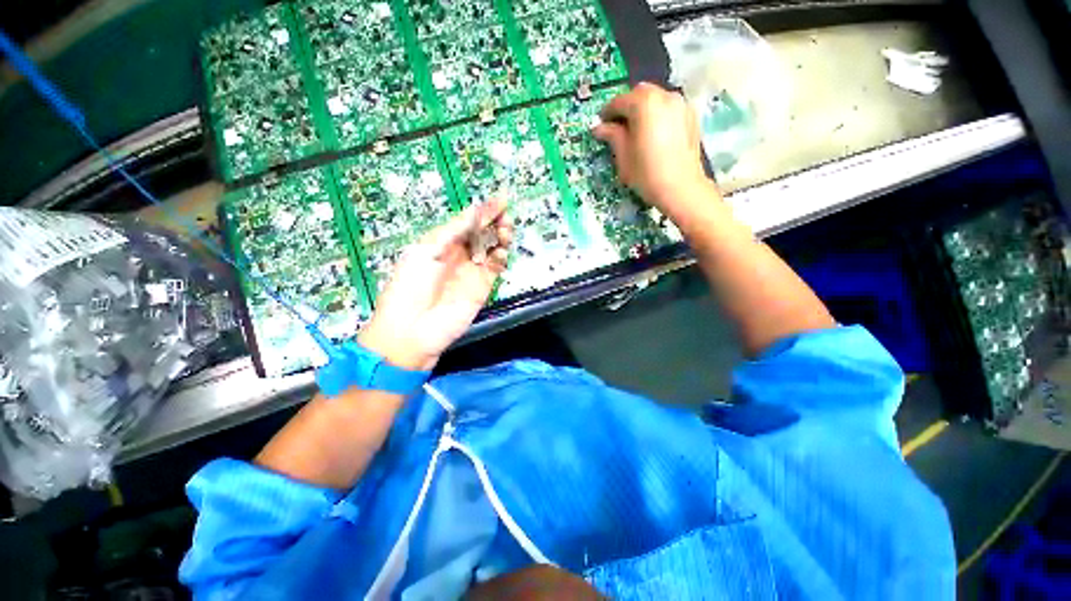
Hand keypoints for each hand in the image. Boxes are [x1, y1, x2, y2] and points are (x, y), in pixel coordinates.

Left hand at [358, 198, 512, 370]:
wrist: (413, 328)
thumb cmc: (411, 285)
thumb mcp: (426, 251)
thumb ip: (453, 231)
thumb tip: (475, 210)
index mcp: (442, 243)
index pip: (467, 223)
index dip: (483, 211)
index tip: (501, 200)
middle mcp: (459, 254)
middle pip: (482, 233)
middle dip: (495, 222)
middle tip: (505, 217)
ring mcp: (472, 271)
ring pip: (492, 249)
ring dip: (501, 238)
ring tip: (505, 231)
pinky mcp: (483, 287)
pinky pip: (495, 267)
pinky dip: (501, 258)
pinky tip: (502, 252)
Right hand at [593, 83, 710, 210]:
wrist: (680, 188)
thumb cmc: (646, 173)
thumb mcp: (623, 156)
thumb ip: (612, 135)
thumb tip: (599, 127)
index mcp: (643, 103)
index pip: (619, 101)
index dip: (607, 114)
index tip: (601, 126)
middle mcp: (664, 95)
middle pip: (639, 94)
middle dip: (626, 107)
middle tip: (618, 127)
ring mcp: (680, 104)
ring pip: (656, 98)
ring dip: (643, 109)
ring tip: (637, 131)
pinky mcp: (691, 115)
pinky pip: (669, 107)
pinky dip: (658, 114)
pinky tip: (654, 134)